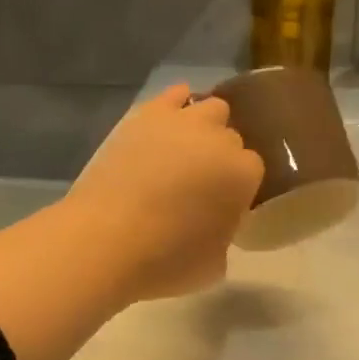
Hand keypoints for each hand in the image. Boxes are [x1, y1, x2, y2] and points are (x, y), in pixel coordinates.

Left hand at [65, 84, 264, 300]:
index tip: (221, 206)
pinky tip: (169, 123)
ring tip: (185, 151)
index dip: (237, 189)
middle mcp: (220, 138)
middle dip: (221, 157)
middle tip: (200, 183)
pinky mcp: (146, 114)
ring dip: (205, 127)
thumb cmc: (165, 261)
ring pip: (211, 108)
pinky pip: (174, 94)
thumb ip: (225, 234)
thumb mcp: (214, 265)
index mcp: (244, 174)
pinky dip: (176, 105)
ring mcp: (183, 121)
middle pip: (232, 138)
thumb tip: (215, 223)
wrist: (105, 239)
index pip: (253, 170)